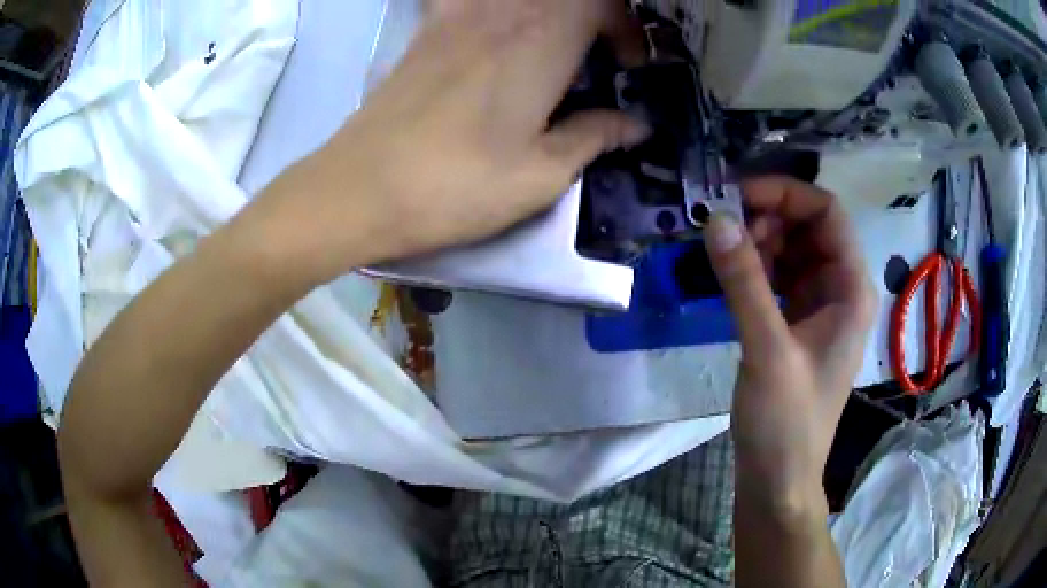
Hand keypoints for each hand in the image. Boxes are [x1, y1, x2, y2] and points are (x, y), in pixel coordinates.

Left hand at [258, 0, 647, 280]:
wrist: (361, 189)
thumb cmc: (456, 186)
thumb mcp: (541, 175)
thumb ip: (594, 137)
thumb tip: (635, 124)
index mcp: (542, 42)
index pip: (601, 4)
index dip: (625, 29)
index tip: (627, 66)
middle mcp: (502, 14)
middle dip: (594, 18)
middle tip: (598, 55)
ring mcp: (457, 16)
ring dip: (548, 12)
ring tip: (554, 46)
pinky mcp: (426, 31)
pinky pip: (468, 1)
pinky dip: (494, 10)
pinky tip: (493, 30)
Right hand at [704, 177, 876, 512]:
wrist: (779, 477)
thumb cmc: (786, 421)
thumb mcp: (767, 350)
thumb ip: (744, 282)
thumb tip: (716, 219)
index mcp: (851, 288)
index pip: (827, 212)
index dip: (785, 194)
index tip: (736, 196)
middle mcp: (841, 289)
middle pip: (809, 227)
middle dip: (767, 218)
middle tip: (724, 230)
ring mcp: (820, 306)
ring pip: (793, 249)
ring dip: (759, 241)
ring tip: (724, 254)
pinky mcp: (798, 322)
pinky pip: (780, 276)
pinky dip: (756, 266)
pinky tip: (731, 274)